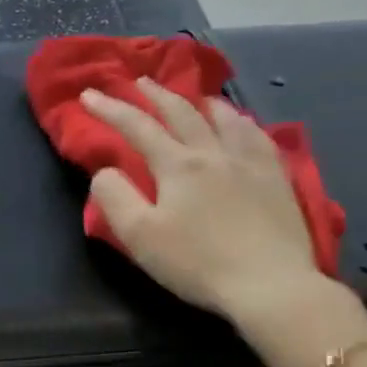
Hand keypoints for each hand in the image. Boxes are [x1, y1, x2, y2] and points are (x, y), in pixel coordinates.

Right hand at [82, 80, 325, 326]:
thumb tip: (105, 171)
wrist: (270, 285)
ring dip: (200, 102)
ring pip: (224, 118)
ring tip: (193, 97)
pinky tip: (241, 124)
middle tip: (138, 82)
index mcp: (178, 165)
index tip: (88, 94)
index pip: (137, 127)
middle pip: (181, 113)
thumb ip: (115, 198)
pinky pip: (257, 136)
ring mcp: (250, 163)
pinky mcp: (278, 179)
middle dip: (155, 95)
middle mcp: (214, 153)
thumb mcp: (140, 236)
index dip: (110, 109)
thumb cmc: (197, 263)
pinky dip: (241, 122)